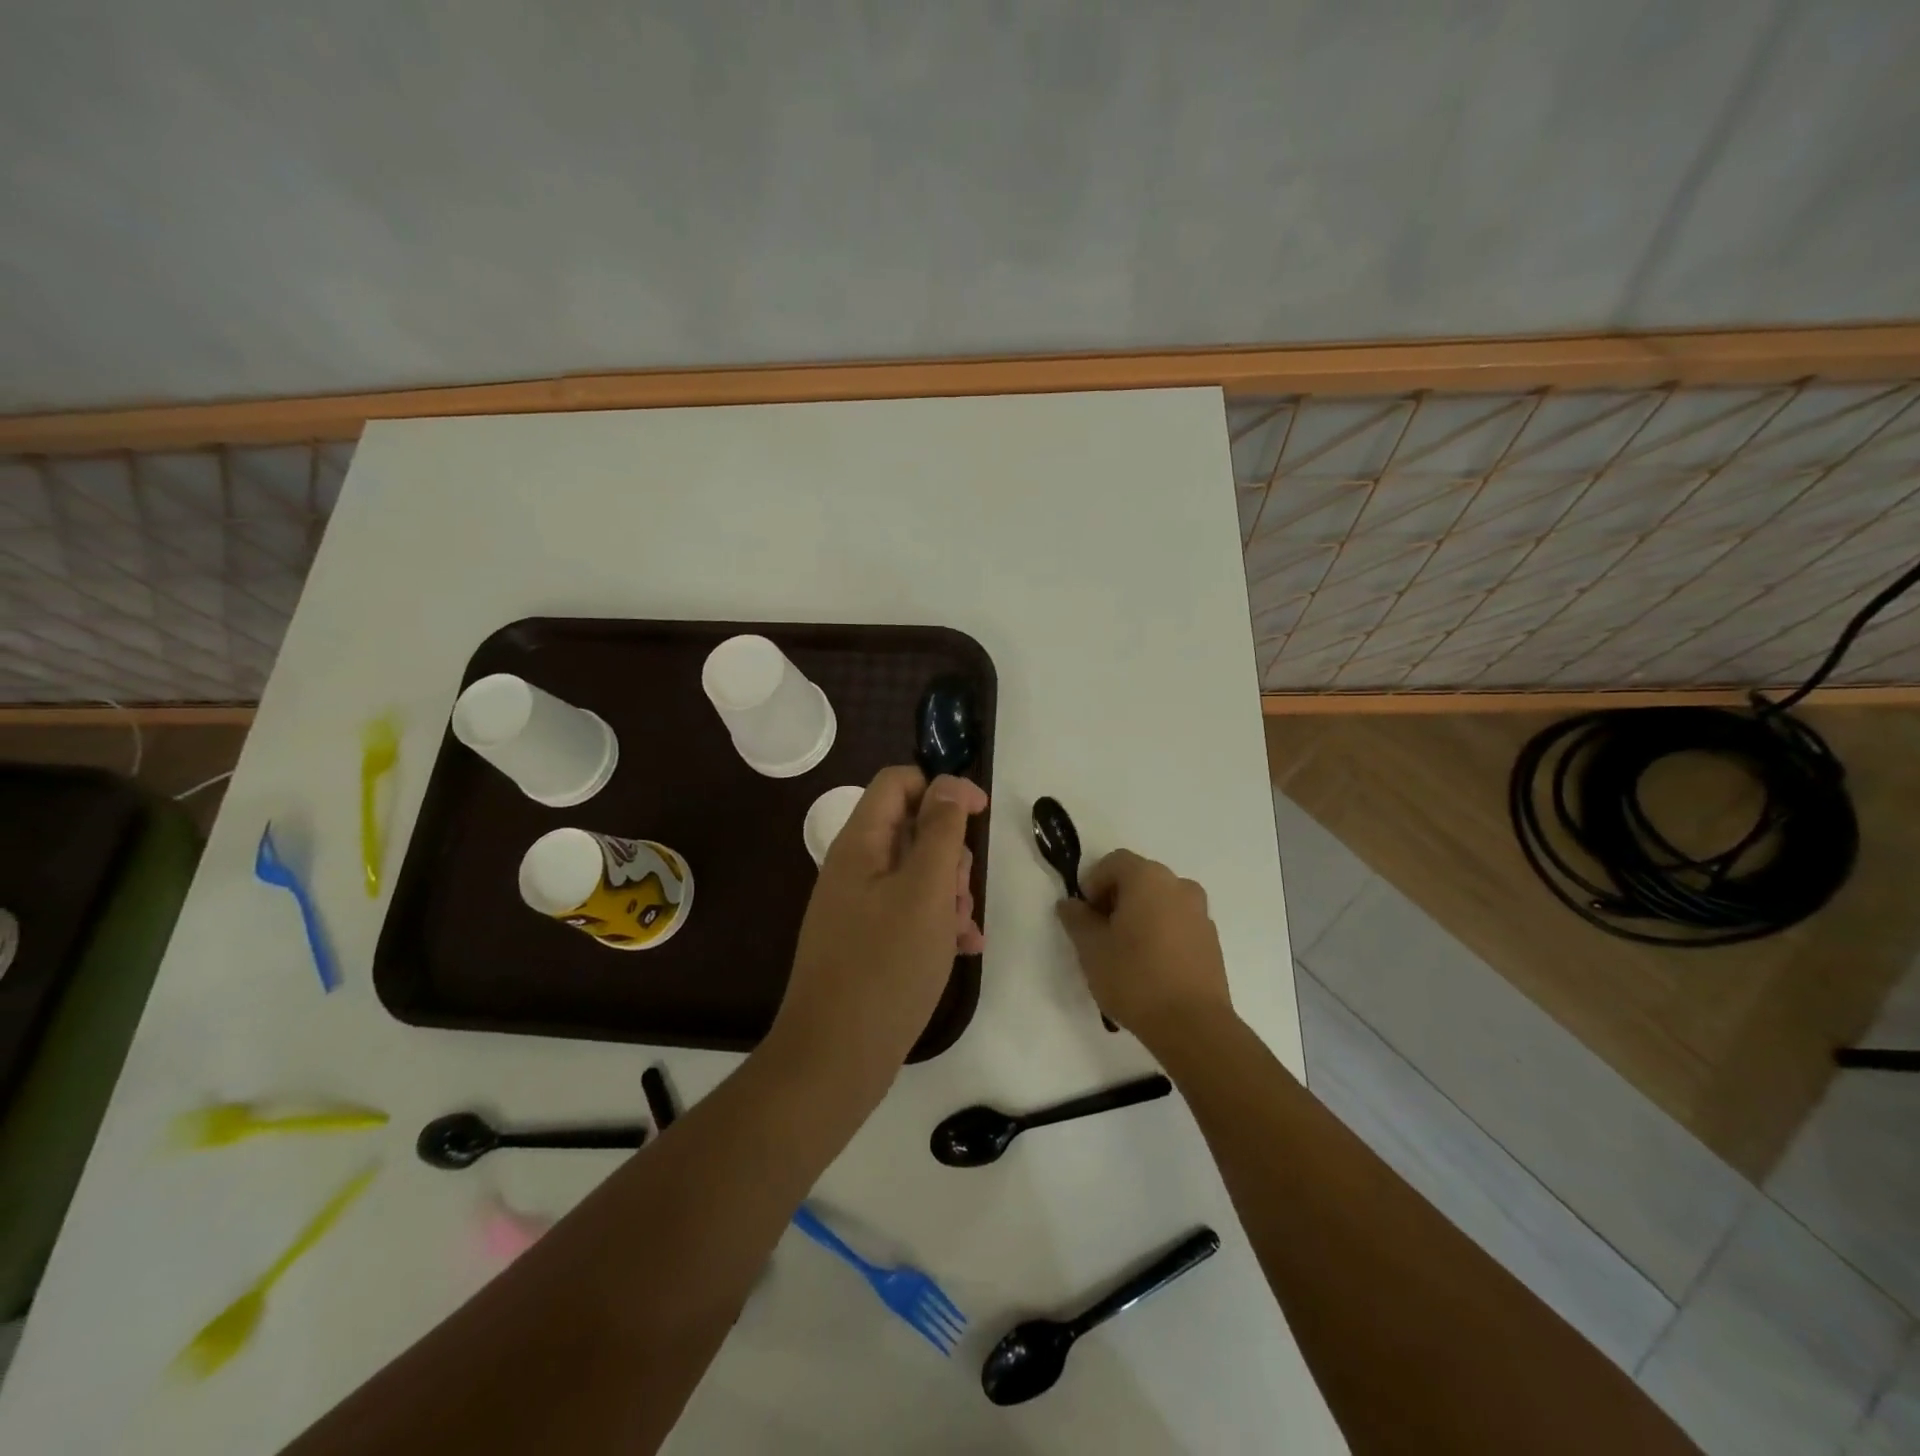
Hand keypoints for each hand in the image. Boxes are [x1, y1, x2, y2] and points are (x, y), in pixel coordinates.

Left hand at [772, 767, 987, 1090]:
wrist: (834, 1059)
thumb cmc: (886, 966)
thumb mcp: (925, 891)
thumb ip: (941, 831)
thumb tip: (949, 783)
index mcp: (860, 844)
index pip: (898, 782)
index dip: (941, 787)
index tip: (980, 814)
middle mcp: (854, 867)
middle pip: (911, 827)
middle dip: (950, 851)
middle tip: (963, 889)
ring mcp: (858, 906)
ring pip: (916, 873)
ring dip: (949, 890)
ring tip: (963, 926)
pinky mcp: (866, 941)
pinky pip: (909, 912)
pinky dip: (938, 921)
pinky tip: (964, 947)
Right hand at [1056, 849, 1232, 1043]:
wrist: (1192, 1025)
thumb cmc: (1134, 977)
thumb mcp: (1091, 948)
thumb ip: (1077, 919)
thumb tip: (1070, 904)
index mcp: (1148, 878)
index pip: (1114, 862)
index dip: (1093, 883)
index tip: (1084, 915)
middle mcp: (1179, 885)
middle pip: (1139, 879)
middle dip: (1115, 899)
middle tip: (1100, 933)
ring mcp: (1200, 912)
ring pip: (1160, 901)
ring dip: (1140, 915)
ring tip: (1125, 952)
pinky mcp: (1212, 940)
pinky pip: (1178, 923)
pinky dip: (1161, 932)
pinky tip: (1150, 966)